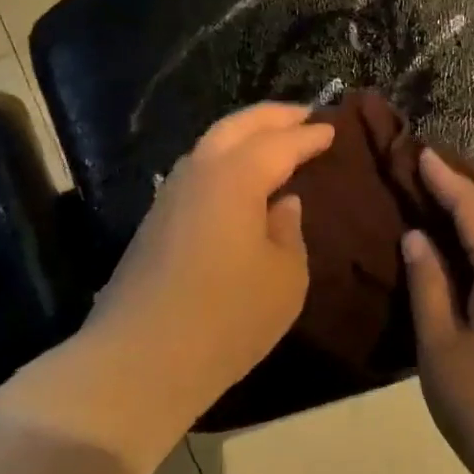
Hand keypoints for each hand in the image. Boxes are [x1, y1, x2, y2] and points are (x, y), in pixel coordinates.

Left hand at [87, 103, 334, 429]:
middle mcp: (199, 172)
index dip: (310, 135)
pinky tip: (239, 178)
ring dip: (245, 134)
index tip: (332, 127)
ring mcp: (171, 195)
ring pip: (211, 144)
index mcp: (235, 177)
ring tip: (273, 139)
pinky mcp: (156, 221)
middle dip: (273, 116)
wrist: (140, 360)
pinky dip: (225, 159)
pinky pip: (199, 170)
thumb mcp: (285, 278)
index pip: (280, 143)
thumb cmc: (227, 317)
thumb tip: (282, 203)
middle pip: (238, 126)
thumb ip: (289, 231)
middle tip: (304, 114)